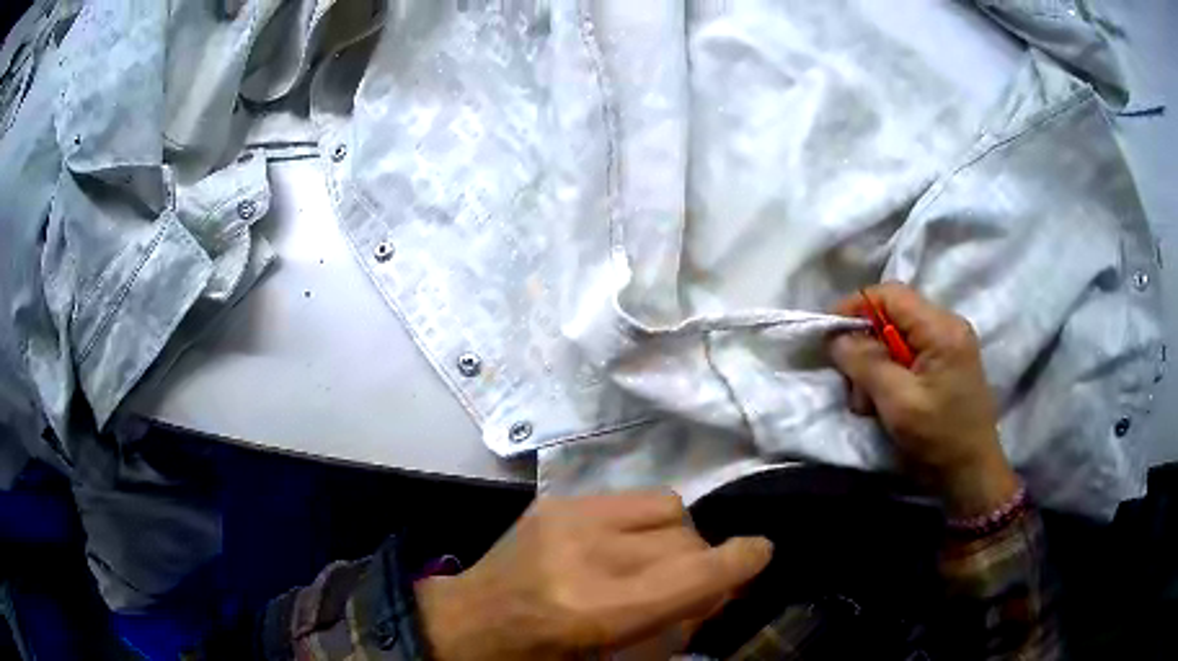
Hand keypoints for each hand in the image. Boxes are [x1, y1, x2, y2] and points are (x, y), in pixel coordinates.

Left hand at [415, 492, 772, 659]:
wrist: (467, 623)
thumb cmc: (543, 658)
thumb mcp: (616, 660)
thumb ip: (676, 623)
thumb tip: (723, 586)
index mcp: (598, 609)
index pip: (694, 573)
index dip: (740, 560)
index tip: (761, 554)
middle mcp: (587, 553)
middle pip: (686, 537)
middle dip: (703, 560)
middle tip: (692, 583)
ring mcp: (568, 517)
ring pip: (667, 506)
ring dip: (676, 536)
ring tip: (655, 561)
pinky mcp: (557, 500)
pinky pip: (632, 497)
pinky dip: (646, 521)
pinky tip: (624, 545)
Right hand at [828, 282, 1018, 516]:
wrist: (971, 475)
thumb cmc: (939, 439)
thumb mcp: (898, 403)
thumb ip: (866, 364)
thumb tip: (836, 337)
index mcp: (942, 329)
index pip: (890, 295)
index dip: (855, 307)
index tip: (828, 334)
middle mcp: (948, 327)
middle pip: (893, 315)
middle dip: (866, 346)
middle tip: (854, 385)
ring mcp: (949, 345)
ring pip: (897, 336)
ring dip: (876, 366)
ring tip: (870, 402)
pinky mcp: (946, 364)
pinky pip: (908, 354)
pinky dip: (890, 375)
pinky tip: (886, 402)